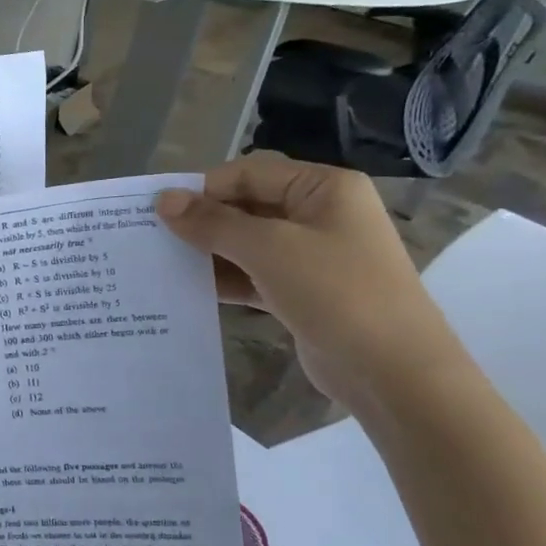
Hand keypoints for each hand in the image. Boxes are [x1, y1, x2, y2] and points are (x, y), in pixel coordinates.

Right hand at [156, 152, 466, 408]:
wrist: (393, 372)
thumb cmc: (336, 293)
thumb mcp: (269, 250)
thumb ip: (213, 223)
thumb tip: (163, 200)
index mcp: (323, 188)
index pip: (248, 173)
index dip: (202, 190)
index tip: (156, 213)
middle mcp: (319, 214)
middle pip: (246, 206)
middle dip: (203, 222)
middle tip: (152, 238)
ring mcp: (312, 255)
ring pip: (247, 242)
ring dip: (209, 252)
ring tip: (162, 264)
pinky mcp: (302, 291)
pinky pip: (254, 274)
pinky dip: (225, 279)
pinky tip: (189, 288)